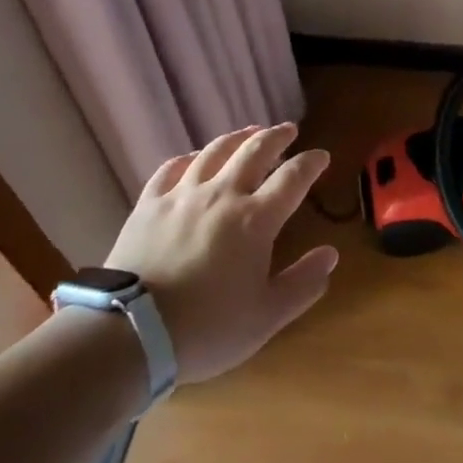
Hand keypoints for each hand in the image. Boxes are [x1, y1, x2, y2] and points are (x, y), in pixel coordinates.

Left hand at [105, 124, 335, 383]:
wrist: (132, 332)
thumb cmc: (207, 328)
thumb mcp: (267, 316)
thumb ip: (303, 283)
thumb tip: (331, 254)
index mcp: (256, 219)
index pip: (292, 178)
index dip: (310, 163)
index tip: (322, 156)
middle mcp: (222, 195)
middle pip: (255, 151)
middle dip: (276, 136)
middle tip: (288, 129)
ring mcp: (182, 195)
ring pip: (215, 151)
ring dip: (237, 137)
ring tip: (249, 132)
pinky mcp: (149, 203)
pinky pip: (172, 168)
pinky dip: (189, 157)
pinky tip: (194, 158)